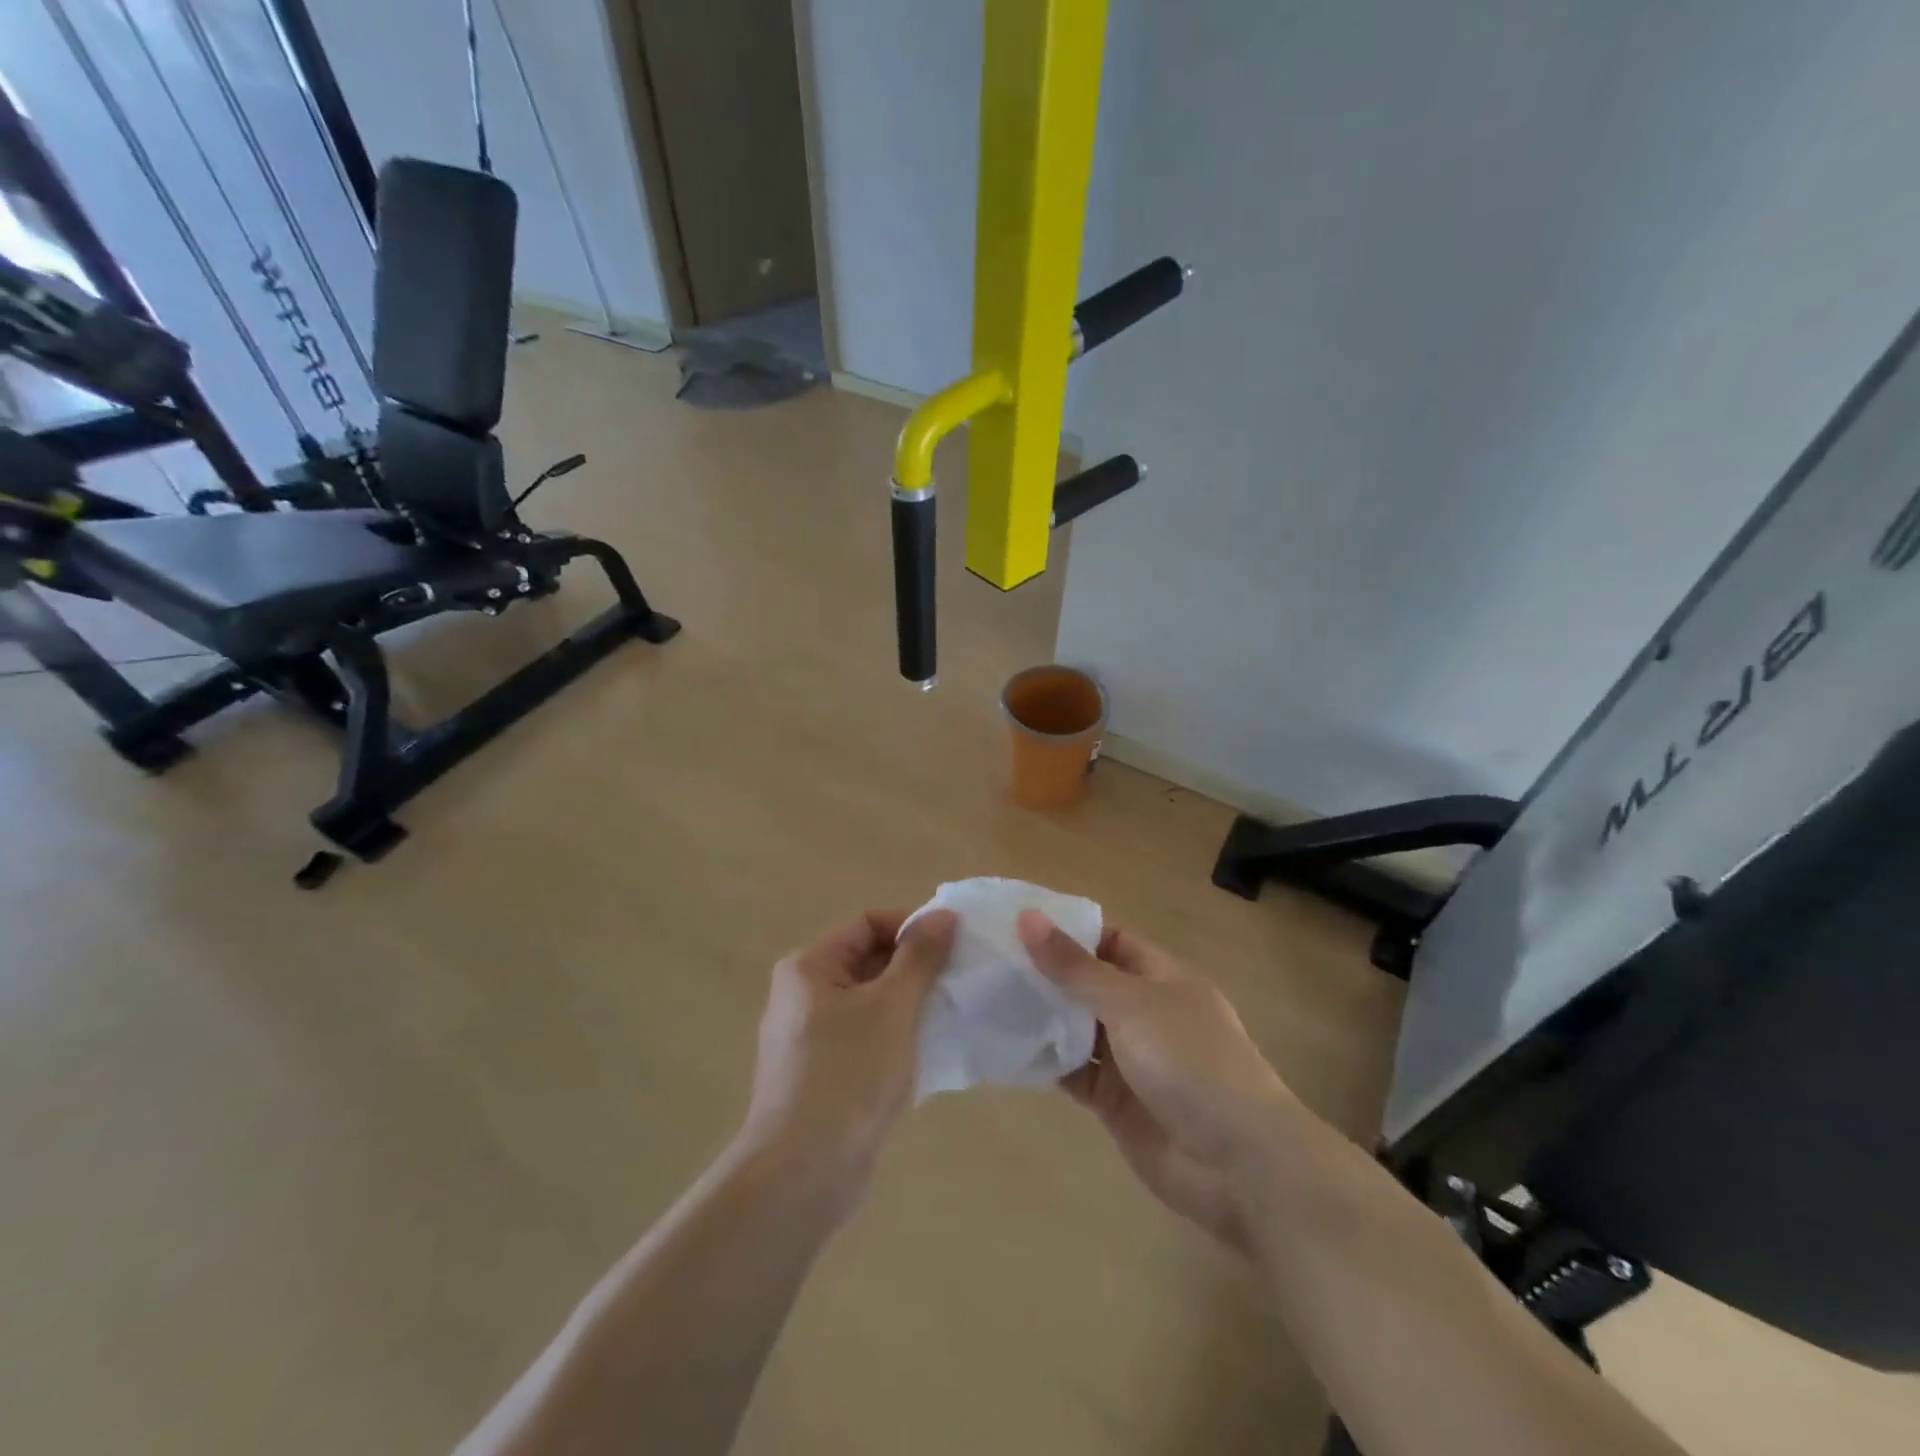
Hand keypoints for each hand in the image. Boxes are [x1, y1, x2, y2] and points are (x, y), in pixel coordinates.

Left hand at [739, 909, 957, 1192]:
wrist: (801, 1174)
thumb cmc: (848, 1075)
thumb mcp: (892, 1007)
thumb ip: (920, 956)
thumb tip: (943, 914)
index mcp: (810, 967)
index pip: (866, 923)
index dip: (910, 925)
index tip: (954, 943)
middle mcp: (803, 994)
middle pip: (867, 959)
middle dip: (913, 966)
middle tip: (958, 979)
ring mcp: (809, 1037)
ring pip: (869, 1001)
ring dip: (909, 1003)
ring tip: (950, 1013)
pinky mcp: (822, 1073)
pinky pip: (865, 1037)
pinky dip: (895, 1036)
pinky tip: (929, 1052)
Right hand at [1017, 912, 1293, 1251]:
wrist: (1237, 1164)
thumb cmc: (1189, 1062)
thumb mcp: (1130, 1003)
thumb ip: (1075, 967)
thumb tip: (1027, 918)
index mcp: (1161, 978)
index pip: (1109, 941)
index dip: (1067, 931)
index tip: (1016, 924)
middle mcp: (1144, 1013)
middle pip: (1088, 985)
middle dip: (1045, 974)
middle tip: (987, 961)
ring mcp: (1130, 1060)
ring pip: (1076, 1029)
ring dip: (1040, 1018)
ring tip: (984, 998)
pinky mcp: (1115, 1102)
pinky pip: (1073, 1073)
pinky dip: (1045, 1062)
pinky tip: (1005, 1049)